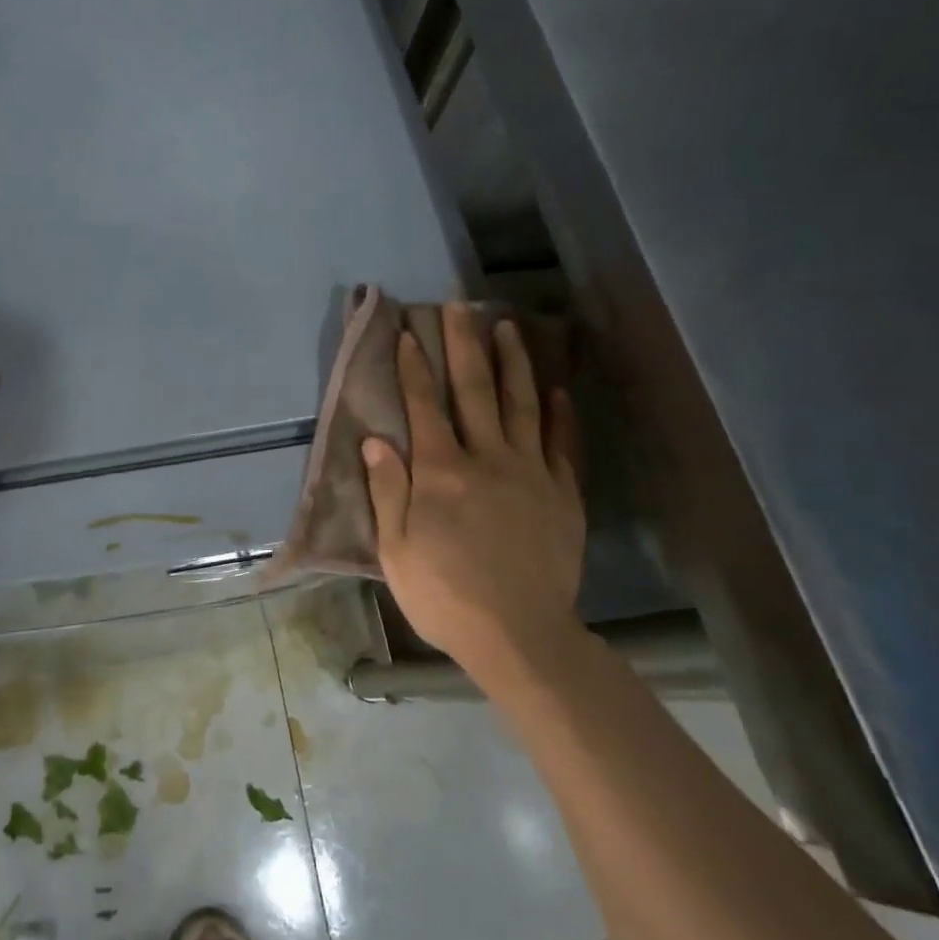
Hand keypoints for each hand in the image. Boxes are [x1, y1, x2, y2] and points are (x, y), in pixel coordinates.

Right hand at [362, 304, 585, 678]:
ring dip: (513, 362)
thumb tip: (375, 439)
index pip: (425, 406)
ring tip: (508, 327)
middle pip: (475, 391)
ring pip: (522, 404)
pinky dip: (559, 413)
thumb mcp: (396, 549)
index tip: (410, 332)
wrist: (520, 635)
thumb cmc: (444, 594)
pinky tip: (556, 389)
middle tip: (462, 305)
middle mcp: (487, 459)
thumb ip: (388, 490)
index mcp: (441, 472)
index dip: (414, 367)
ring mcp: (531, 473)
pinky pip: (562, 442)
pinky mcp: (563, 493)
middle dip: (465, 345)